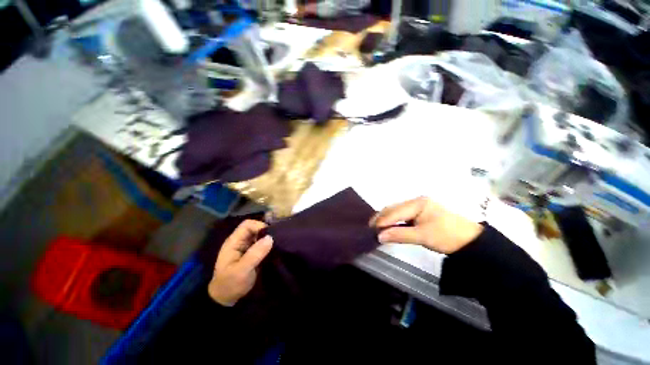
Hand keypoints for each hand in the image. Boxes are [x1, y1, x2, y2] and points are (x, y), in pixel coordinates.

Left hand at [208, 220, 273, 305]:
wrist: (226, 299)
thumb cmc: (230, 284)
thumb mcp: (242, 270)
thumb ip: (255, 254)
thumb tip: (270, 237)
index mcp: (234, 242)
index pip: (247, 225)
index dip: (259, 226)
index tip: (270, 235)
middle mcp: (240, 241)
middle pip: (254, 228)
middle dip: (266, 232)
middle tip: (276, 240)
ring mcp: (246, 247)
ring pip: (259, 235)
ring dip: (268, 238)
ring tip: (278, 244)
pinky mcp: (252, 253)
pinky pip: (262, 244)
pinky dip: (268, 245)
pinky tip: (275, 249)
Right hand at [370, 197, 483, 253]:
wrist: (469, 241)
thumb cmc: (447, 236)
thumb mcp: (423, 236)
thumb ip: (399, 235)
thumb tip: (379, 237)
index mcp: (418, 202)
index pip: (395, 211)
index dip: (383, 220)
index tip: (372, 229)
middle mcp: (416, 201)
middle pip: (393, 208)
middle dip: (381, 218)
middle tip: (371, 228)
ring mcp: (417, 206)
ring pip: (396, 211)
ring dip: (386, 219)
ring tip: (376, 228)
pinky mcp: (419, 213)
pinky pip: (402, 215)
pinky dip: (393, 221)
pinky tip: (388, 226)